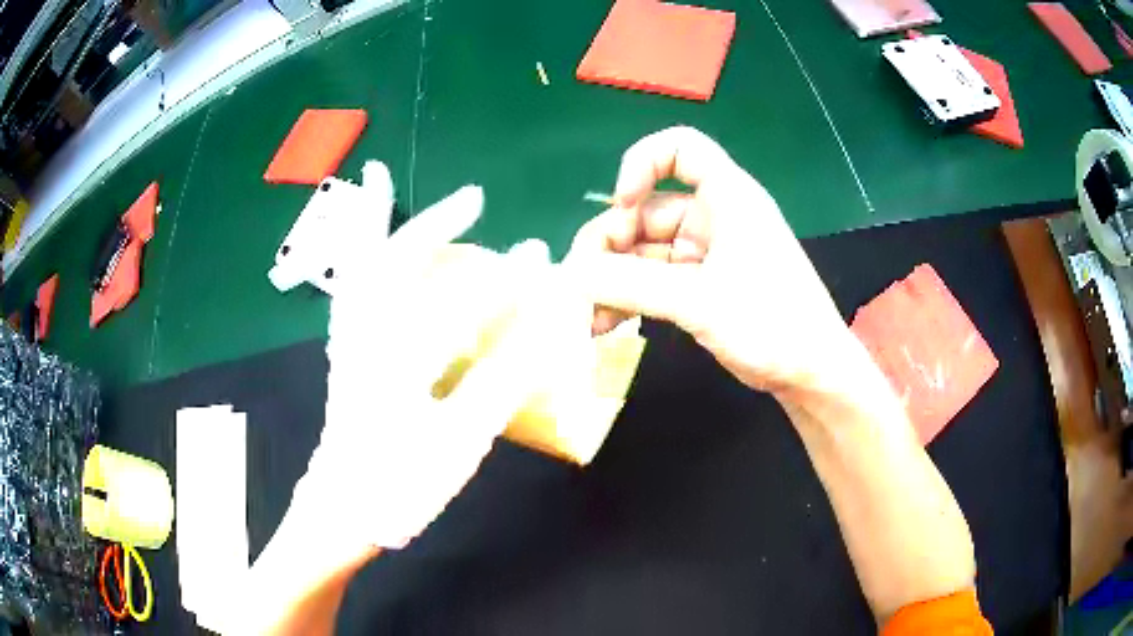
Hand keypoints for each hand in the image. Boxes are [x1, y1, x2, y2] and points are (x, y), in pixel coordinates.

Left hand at [291, 177, 560, 553]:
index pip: (460, 309)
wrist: (341, 512)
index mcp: (394, 364)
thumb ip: (498, 385)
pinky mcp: (343, 352)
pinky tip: (371, 248)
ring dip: (374, 224)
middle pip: (393, 265)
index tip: (542, 255)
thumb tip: (543, 335)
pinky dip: (356, 258)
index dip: (507, 282)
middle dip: (434, 224)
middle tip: (471, 198)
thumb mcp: (457, 445)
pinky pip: (350, 291)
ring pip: (358, 270)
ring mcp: (347, 344)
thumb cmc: (398, 486)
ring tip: (381, 185)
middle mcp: (364, 340)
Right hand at [567, 127, 857, 395]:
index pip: (681, 148)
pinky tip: (604, 324)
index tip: (622, 204)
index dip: (643, 163)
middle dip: (609, 243)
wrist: (811, 375)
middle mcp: (714, 217)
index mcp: (728, 197)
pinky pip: (654, 280)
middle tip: (580, 284)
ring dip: (613, 279)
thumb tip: (570, 275)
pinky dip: (629, 297)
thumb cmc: (772, 325)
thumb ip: (632, 285)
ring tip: (586, 317)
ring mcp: (706, 253)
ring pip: (644, 250)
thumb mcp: (699, 302)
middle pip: (646, 209)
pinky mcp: (701, 286)